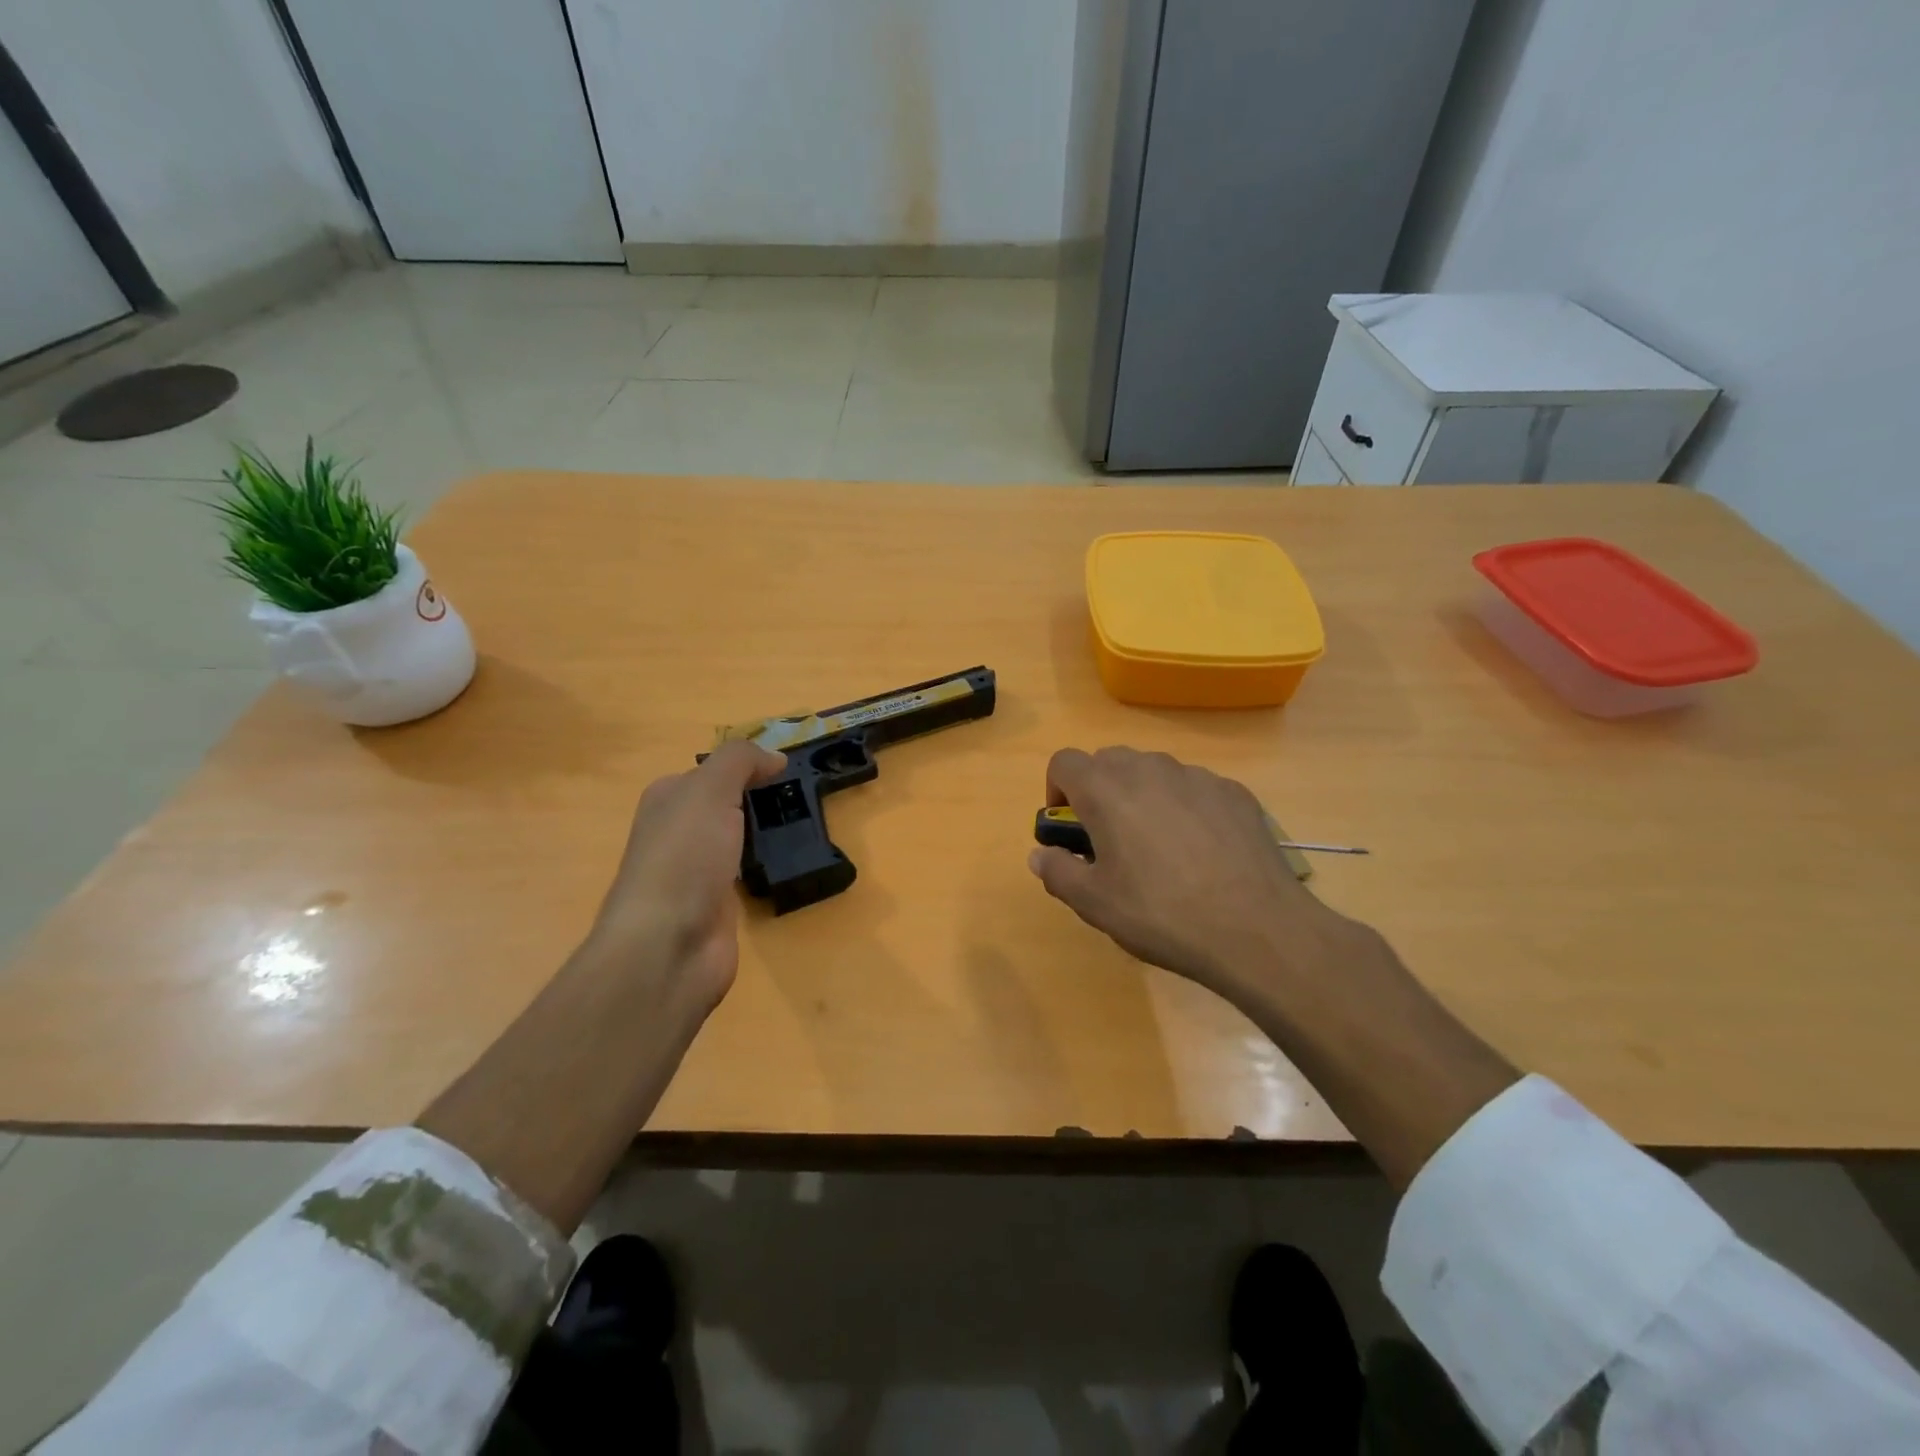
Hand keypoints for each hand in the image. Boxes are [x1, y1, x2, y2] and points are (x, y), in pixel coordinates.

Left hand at [587, 740, 787, 1011]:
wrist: (668, 946)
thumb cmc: (685, 857)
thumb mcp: (710, 790)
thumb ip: (741, 761)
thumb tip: (775, 757)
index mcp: (668, 799)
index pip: (712, 771)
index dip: (747, 766)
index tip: (789, 770)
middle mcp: (677, 832)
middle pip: (725, 804)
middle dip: (760, 799)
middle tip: (804, 797)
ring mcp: (695, 871)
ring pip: (737, 838)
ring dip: (763, 833)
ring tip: (805, 826)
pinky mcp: (715, 904)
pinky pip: (745, 873)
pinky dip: (764, 866)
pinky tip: (787, 864)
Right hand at [1028, 747, 1348, 1001]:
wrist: (1257, 930)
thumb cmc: (1162, 914)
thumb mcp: (1094, 904)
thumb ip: (1057, 871)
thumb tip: (1040, 854)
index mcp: (1106, 790)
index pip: (1064, 761)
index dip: (1057, 790)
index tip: (1069, 827)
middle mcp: (1149, 769)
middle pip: (1109, 760)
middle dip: (1099, 790)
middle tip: (1109, 839)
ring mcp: (1197, 777)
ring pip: (1154, 771)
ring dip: (1142, 796)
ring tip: (1158, 847)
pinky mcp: (1234, 792)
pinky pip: (1194, 788)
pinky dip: (1184, 806)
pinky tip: (1201, 852)